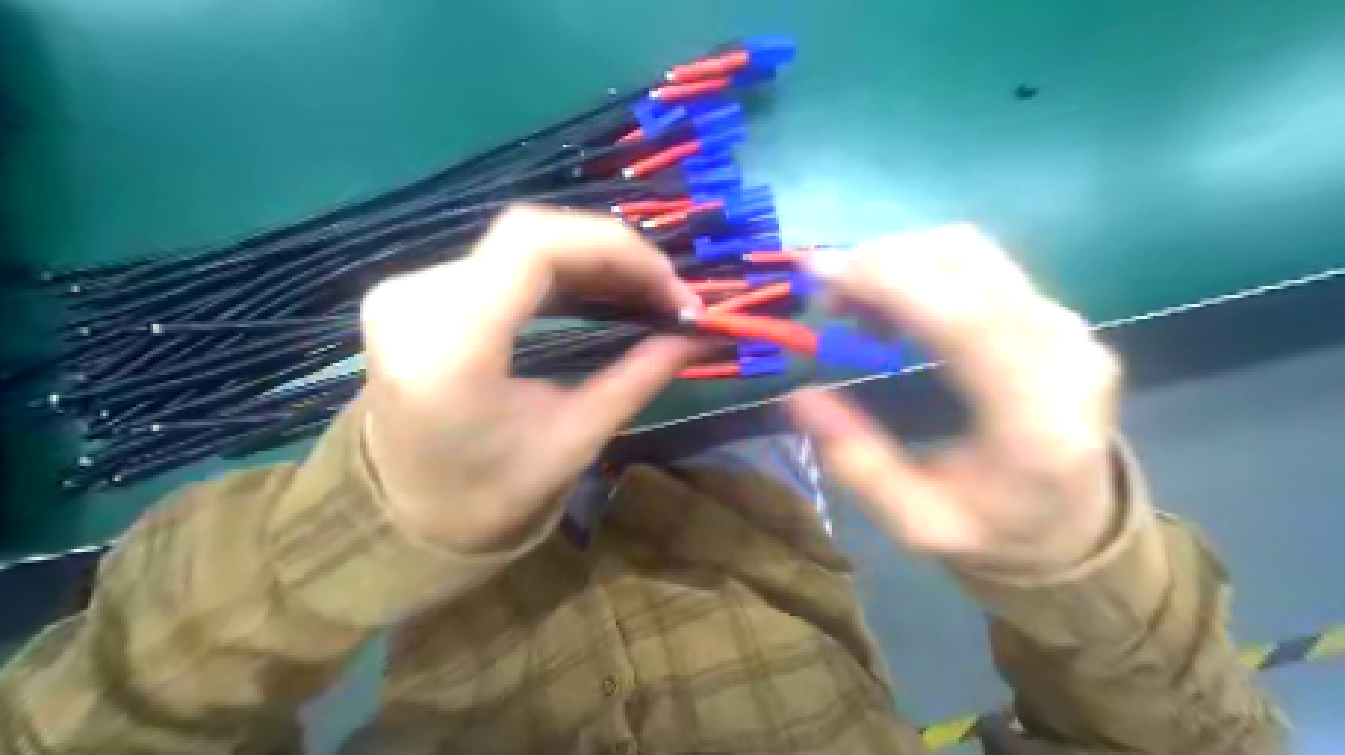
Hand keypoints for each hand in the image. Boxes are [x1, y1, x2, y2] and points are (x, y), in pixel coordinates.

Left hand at [360, 206, 693, 555]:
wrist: (408, 512)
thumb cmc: (491, 494)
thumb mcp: (576, 439)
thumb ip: (639, 377)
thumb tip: (699, 335)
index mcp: (450, 345)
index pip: (535, 245)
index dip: (616, 249)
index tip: (671, 286)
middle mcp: (416, 300)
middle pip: (531, 236)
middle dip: (614, 255)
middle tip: (668, 294)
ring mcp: (410, 291)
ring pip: (520, 243)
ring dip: (592, 260)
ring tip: (646, 293)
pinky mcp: (418, 293)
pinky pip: (503, 261)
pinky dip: (562, 271)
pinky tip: (600, 290)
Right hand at [790, 226, 1127, 575]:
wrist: (1075, 522)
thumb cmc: (996, 530)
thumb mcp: (916, 522)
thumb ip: (858, 463)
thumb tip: (798, 396)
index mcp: (1034, 417)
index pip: (967, 320)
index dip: (890, 282)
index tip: (819, 273)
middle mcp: (1061, 351)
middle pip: (967, 263)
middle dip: (881, 261)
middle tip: (826, 293)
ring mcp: (1064, 324)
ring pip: (971, 252)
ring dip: (899, 259)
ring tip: (854, 302)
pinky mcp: (1052, 312)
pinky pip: (979, 265)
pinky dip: (921, 267)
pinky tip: (893, 303)